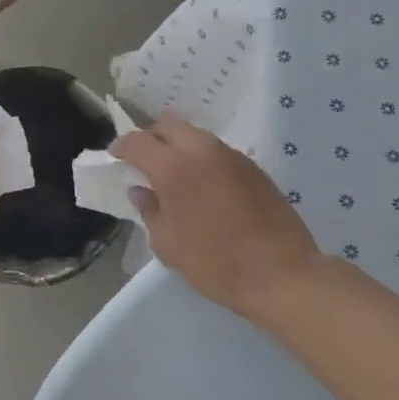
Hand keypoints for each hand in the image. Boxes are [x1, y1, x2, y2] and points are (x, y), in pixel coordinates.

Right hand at [112, 116, 322, 317]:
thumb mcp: (169, 245)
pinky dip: (203, 159)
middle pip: (170, 125)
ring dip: (180, 147)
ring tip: (176, 175)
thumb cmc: (216, 264)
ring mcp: (232, 156)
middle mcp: (203, 151)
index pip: (139, 141)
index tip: (116, 156)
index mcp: (174, 168)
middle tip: (145, 160)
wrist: (282, 274)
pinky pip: (218, 152)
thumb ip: (150, 211)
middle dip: (152, 137)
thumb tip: (142, 191)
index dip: (122, 146)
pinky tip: (205, 187)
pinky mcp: (254, 168)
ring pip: (196, 136)